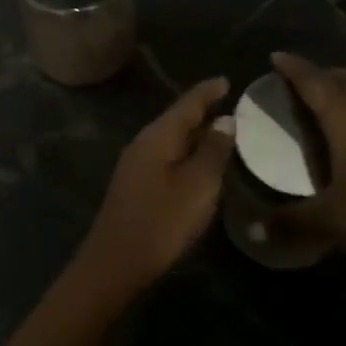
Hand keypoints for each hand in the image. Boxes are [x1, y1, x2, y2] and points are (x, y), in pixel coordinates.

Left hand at [80, 78, 234, 288]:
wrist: (115, 264)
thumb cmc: (162, 221)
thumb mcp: (198, 185)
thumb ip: (213, 150)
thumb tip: (225, 120)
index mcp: (158, 136)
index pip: (187, 104)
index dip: (208, 92)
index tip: (227, 81)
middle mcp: (144, 143)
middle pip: (177, 119)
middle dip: (202, 110)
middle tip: (230, 104)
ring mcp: (136, 165)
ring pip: (171, 139)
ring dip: (195, 133)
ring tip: (221, 131)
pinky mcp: (136, 186)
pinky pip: (167, 157)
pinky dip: (186, 152)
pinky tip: (199, 164)